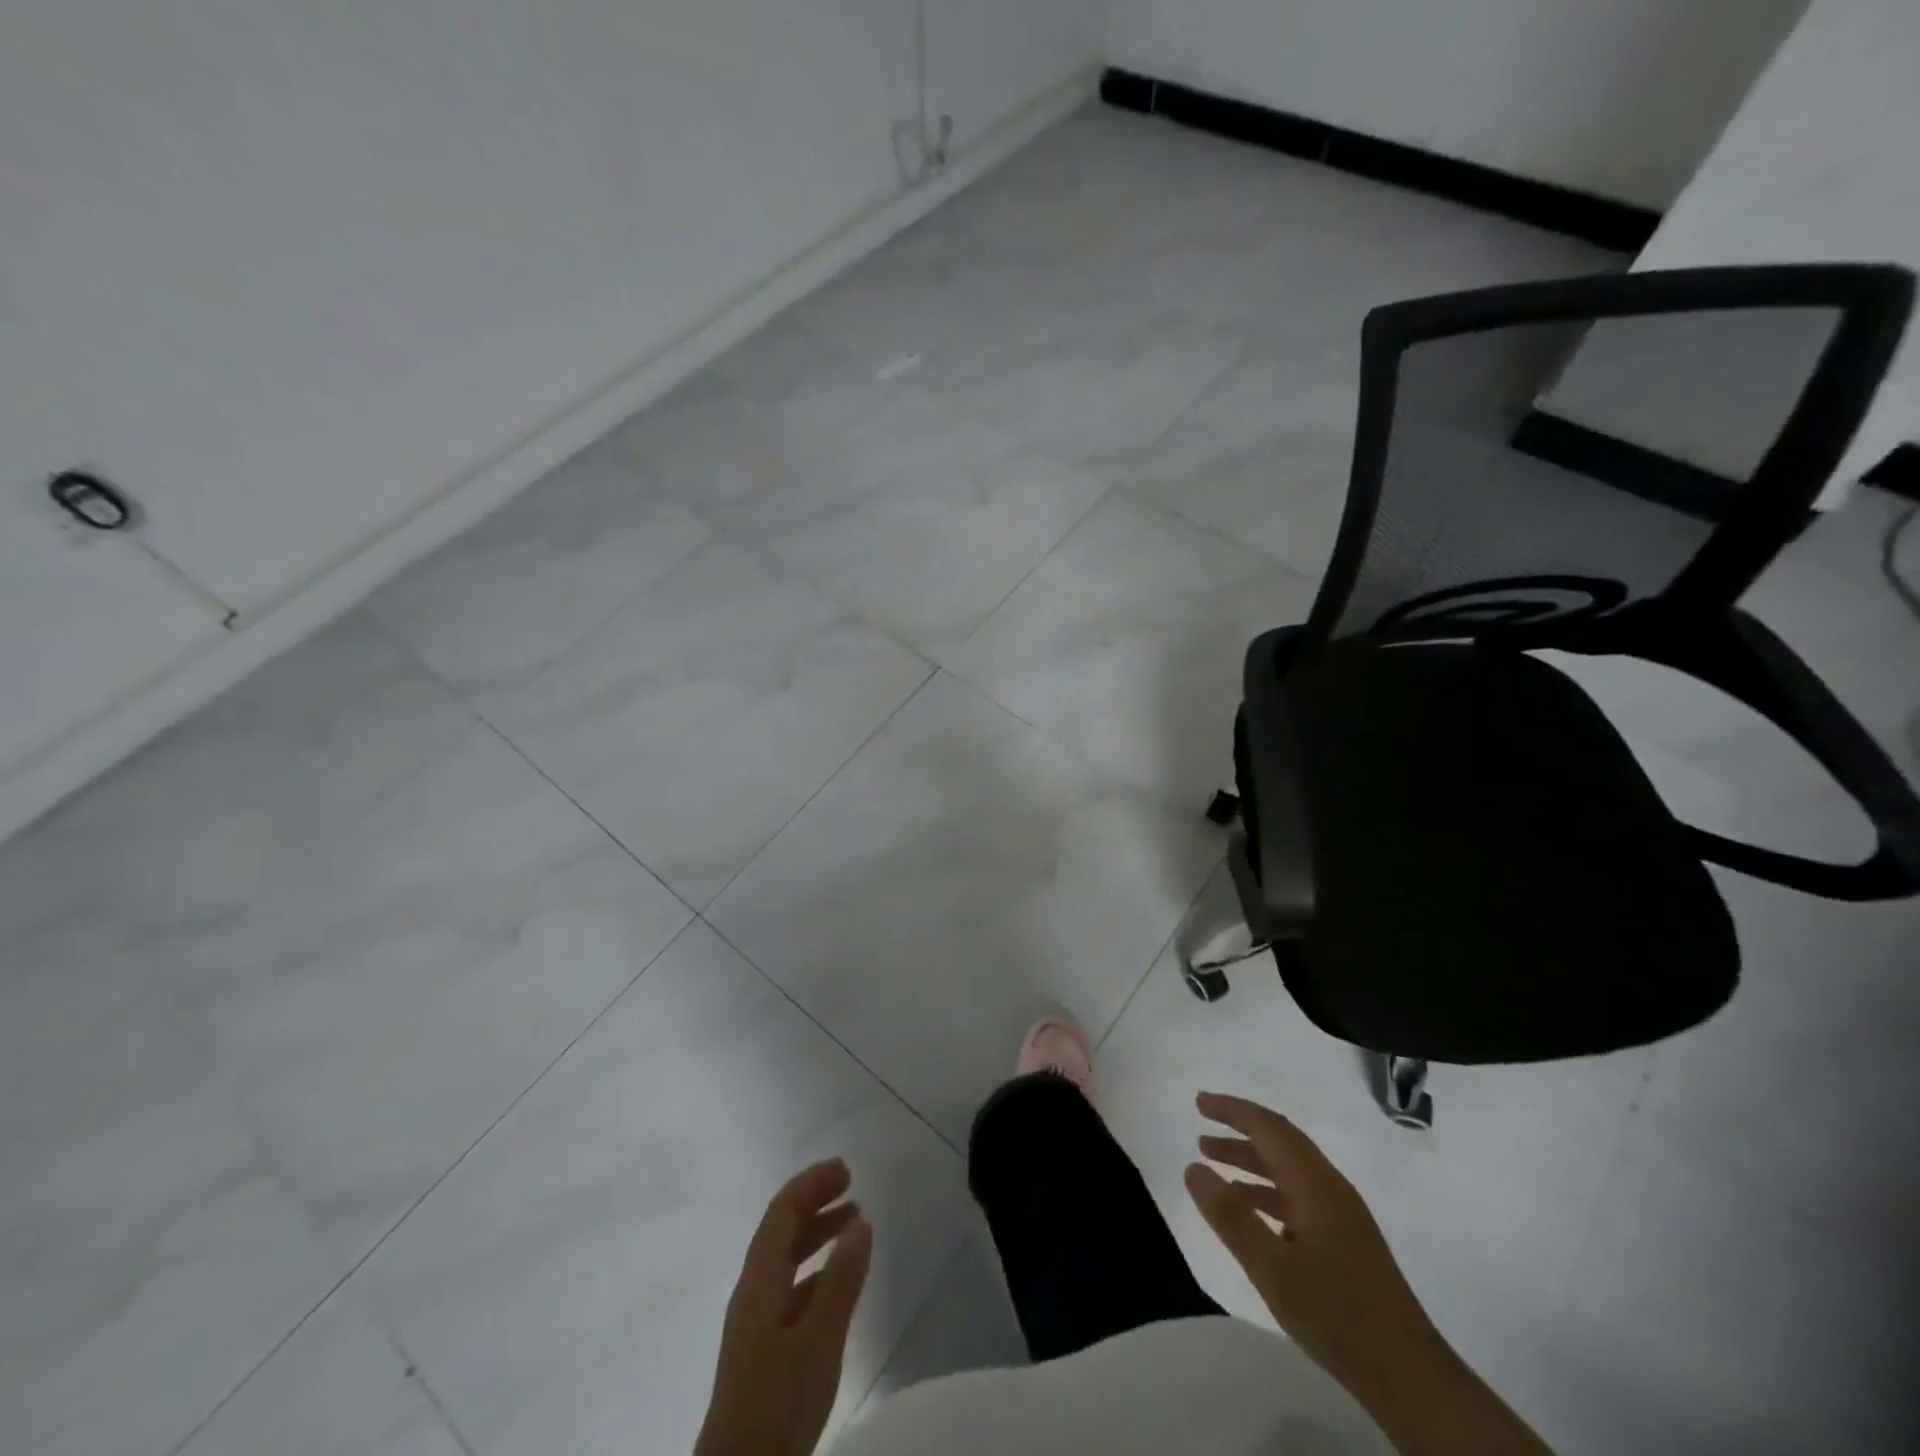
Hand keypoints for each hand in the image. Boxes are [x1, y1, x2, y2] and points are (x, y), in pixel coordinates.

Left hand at [696, 1159, 872, 1455]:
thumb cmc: (778, 1402)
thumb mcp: (818, 1339)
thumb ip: (841, 1279)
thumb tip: (861, 1220)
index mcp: (758, 1282)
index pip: (781, 1213)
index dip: (811, 1184)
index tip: (845, 1168)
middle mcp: (754, 1292)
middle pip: (782, 1231)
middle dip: (816, 1202)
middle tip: (853, 1186)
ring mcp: (757, 1322)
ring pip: (788, 1260)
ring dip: (819, 1234)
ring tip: (855, 1224)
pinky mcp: (765, 1350)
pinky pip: (793, 1288)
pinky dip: (819, 1270)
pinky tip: (841, 1280)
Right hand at [1184, 1092, 1441, 1405]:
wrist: (1410, 1376)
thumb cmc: (1336, 1315)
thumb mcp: (1272, 1268)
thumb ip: (1230, 1215)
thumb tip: (1193, 1168)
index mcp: (1315, 1184)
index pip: (1268, 1128)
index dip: (1232, 1110)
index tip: (1199, 1101)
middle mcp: (1330, 1187)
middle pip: (1280, 1141)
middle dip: (1239, 1128)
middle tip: (1201, 1123)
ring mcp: (1341, 1213)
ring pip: (1287, 1168)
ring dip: (1249, 1158)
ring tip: (1211, 1159)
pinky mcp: (1345, 1238)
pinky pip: (1296, 1194)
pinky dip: (1265, 1188)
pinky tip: (1247, 1206)